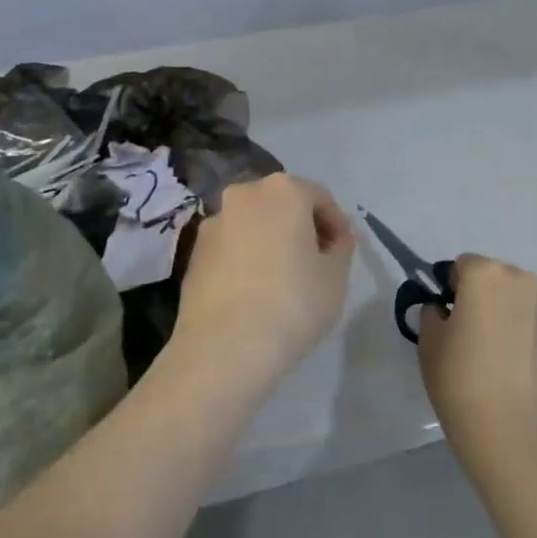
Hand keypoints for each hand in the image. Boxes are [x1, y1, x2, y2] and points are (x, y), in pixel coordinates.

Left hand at [172, 173, 354, 388]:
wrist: (224, 347)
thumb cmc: (292, 303)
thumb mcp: (335, 276)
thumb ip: (341, 247)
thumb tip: (336, 238)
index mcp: (283, 190)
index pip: (320, 198)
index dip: (337, 224)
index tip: (342, 253)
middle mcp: (243, 195)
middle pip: (282, 204)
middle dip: (301, 227)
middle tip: (316, 262)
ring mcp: (213, 222)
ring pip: (253, 224)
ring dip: (270, 241)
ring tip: (283, 279)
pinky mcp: (194, 252)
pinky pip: (231, 246)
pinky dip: (246, 258)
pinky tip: (254, 291)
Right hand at [417, 255, 536, 484]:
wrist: (510, 434)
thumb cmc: (459, 380)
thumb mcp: (428, 342)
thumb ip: (433, 314)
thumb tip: (444, 312)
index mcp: (486, 274)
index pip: (462, 265)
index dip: (451, 288)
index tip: (447, 316)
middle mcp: (523, 282)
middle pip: (496, 278)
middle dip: (482, 297)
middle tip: (469, 333)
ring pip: (520, 302)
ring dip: (508, 315)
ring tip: (495, 355)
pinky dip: (526, 339)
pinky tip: (514, 372)